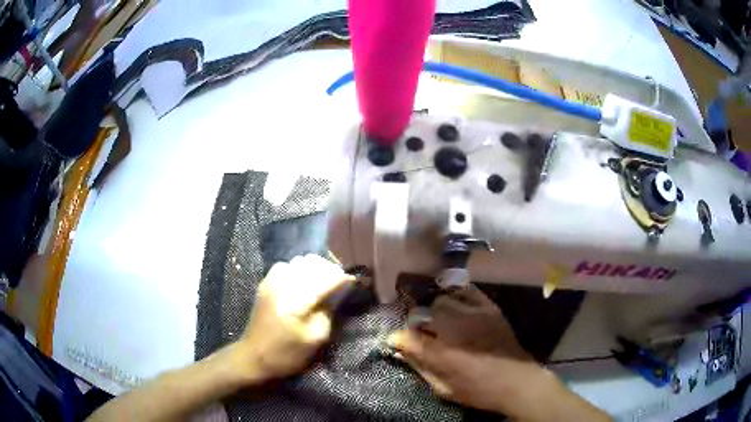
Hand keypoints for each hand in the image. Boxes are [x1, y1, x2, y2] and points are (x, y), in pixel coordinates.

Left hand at [230, 254, 353, 383]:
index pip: (327, 277)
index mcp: (298, 300)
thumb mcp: (316, 338)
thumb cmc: (288, 353)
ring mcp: (272, 281)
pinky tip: (301, 283)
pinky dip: (298, 269)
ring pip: (300, 260)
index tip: (352, 283)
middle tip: (337, 284)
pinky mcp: (265, 283)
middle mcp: (284, 284)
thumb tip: (338, 291)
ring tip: (320, 283)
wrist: (254, 356)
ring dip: (314, 268)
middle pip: (313, 263)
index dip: (342, 278)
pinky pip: (286, 265)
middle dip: (329, 270)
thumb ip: (328, 311)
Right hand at [389, 285, 609, 420]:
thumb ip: (420, 366)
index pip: (409, 337)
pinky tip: (454, 300)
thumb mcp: (444, 388)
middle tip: (421, 329)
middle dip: (419, 320)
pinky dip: (457, 293)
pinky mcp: (489, 307)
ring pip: (443, 298)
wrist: (517, 381)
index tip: (396, 339)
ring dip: (436, 307)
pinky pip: (467, 290)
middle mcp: (456, 328)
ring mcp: (474, 314)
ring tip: (437, 315)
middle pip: (425, 311)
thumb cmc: (478, 390)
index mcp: (442, 353)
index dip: (399, 337)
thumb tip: (400, 349)